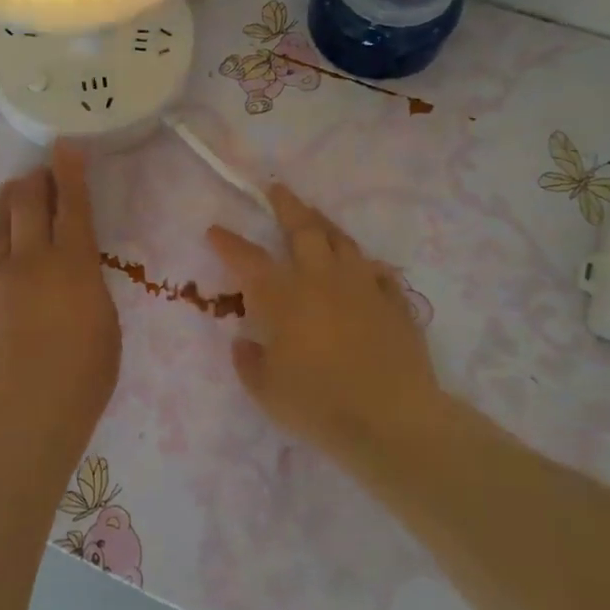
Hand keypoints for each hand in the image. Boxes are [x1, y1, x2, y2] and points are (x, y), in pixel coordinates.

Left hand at [0, 143, 121, 436]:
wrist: (32, 409)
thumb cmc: (87, 371)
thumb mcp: (107, 319)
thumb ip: (89, 281)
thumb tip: (74, 265)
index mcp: (74, 262)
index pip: (72, 203)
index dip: (69, 170)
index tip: (65, 146)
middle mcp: (33, 258)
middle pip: (27, 200)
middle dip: (35, 179)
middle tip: (42, 175)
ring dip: (8, 200)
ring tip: (15, 191)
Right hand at [208, 185, 442, 469]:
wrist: (393, 421)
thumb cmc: (319, 405)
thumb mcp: (266, 391)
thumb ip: (249, 362)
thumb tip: (243, 342)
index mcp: (284, 297)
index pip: (248, 259)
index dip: (228, 242)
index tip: (215, 229)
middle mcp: (322, 280)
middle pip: (304, 229)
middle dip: (286, 205)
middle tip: (276, 189)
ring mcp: (363, 287)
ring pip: (342, 241)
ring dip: (324, 224)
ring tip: (315, 216)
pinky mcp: (394, 302)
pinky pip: (377, 272)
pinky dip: (364, 265)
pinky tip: (362, 267)